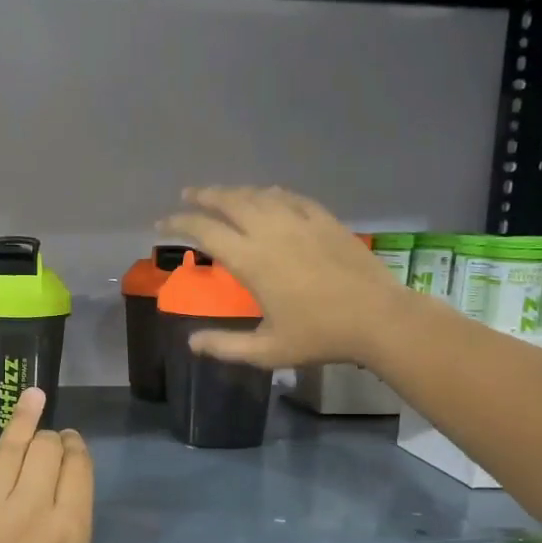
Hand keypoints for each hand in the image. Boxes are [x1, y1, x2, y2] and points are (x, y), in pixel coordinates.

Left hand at [0, 389, 200, 542]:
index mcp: (70, 530)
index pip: (78, 470)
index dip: (78, 451)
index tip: (74, 446)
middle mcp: (32, 506)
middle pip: (47, 452)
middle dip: (53, 439)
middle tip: (50, 440)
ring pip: (11, 446)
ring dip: (25, 418)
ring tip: (33, 396)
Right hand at [160, 185, 411, 367]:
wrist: (379, 319)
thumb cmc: (319, 336)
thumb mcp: (266, 350)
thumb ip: (225, 346)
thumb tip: (191, 342)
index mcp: (251, 261)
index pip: (205, 231)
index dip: (179, 224)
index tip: (162, 224)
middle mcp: (271, 232)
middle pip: (230, 202)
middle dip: (204, 196)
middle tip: (187, 195)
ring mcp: (301, 222)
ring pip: (259, 195)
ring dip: (235, 191)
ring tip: (221, 193)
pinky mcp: (325, 221)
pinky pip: (291, 197)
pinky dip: (271, 194)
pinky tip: (268, 195)